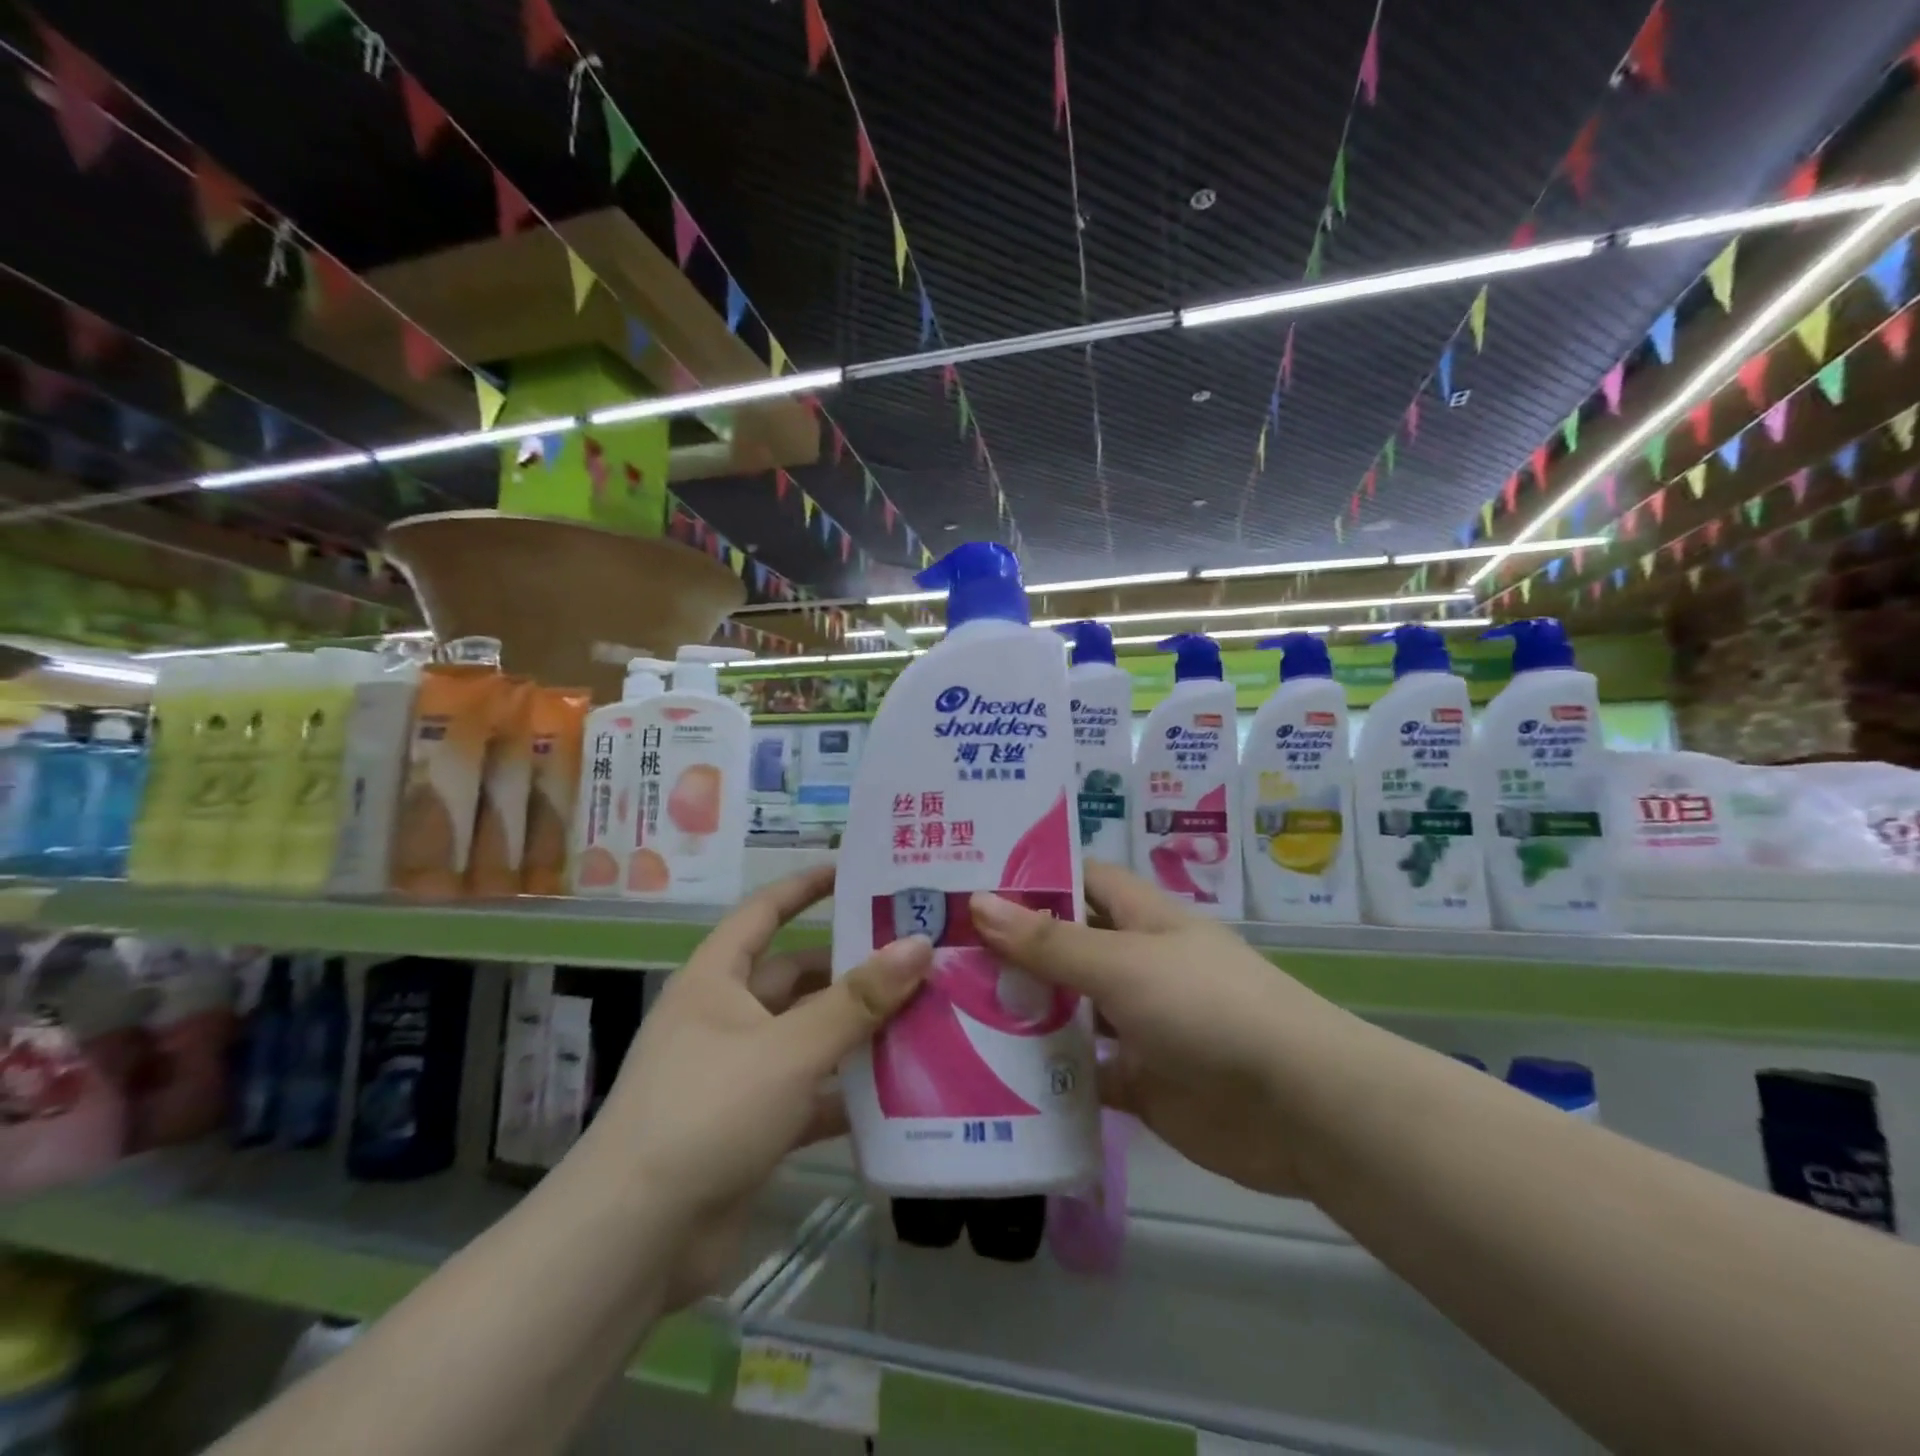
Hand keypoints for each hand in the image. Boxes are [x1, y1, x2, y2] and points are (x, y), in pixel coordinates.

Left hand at [592, 864, 929, 1300]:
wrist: (634, 1241)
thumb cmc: (707, 1112)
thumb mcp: (790, 1048)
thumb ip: (858, 1000)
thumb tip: (919, 945)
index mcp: (716, 981)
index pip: (763, 912)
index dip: (805, 887)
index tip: (854, 871)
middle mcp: (725, 1018)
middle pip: (796, 978)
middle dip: (850, 969)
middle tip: (916, 957)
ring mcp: (737, 1075)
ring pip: (808, 1038)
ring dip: (856, 1032)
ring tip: (924, 1017)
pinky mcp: (751, 1128)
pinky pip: (810, 1095)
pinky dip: (847, 1093)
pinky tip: (900, 1094)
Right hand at [970, 862, 1318, 1199]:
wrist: (1299, 1107)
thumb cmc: (1207, 1008)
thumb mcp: (1123, 964)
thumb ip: (1050, 942)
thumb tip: (978, 903)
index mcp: (1144, 920)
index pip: (1084, 881)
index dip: (1036, 876)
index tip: (973, 881)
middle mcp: (1139, 965)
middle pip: (1068, 947)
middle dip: (1015, 949)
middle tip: (942, 952)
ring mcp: (1140, 1025)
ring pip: (1071, 1011)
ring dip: (1025, 1012)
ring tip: (951, 1010)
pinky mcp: (1140, 1082)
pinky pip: (1083, 1073)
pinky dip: (1047, 1075)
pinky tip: (992, 1076)